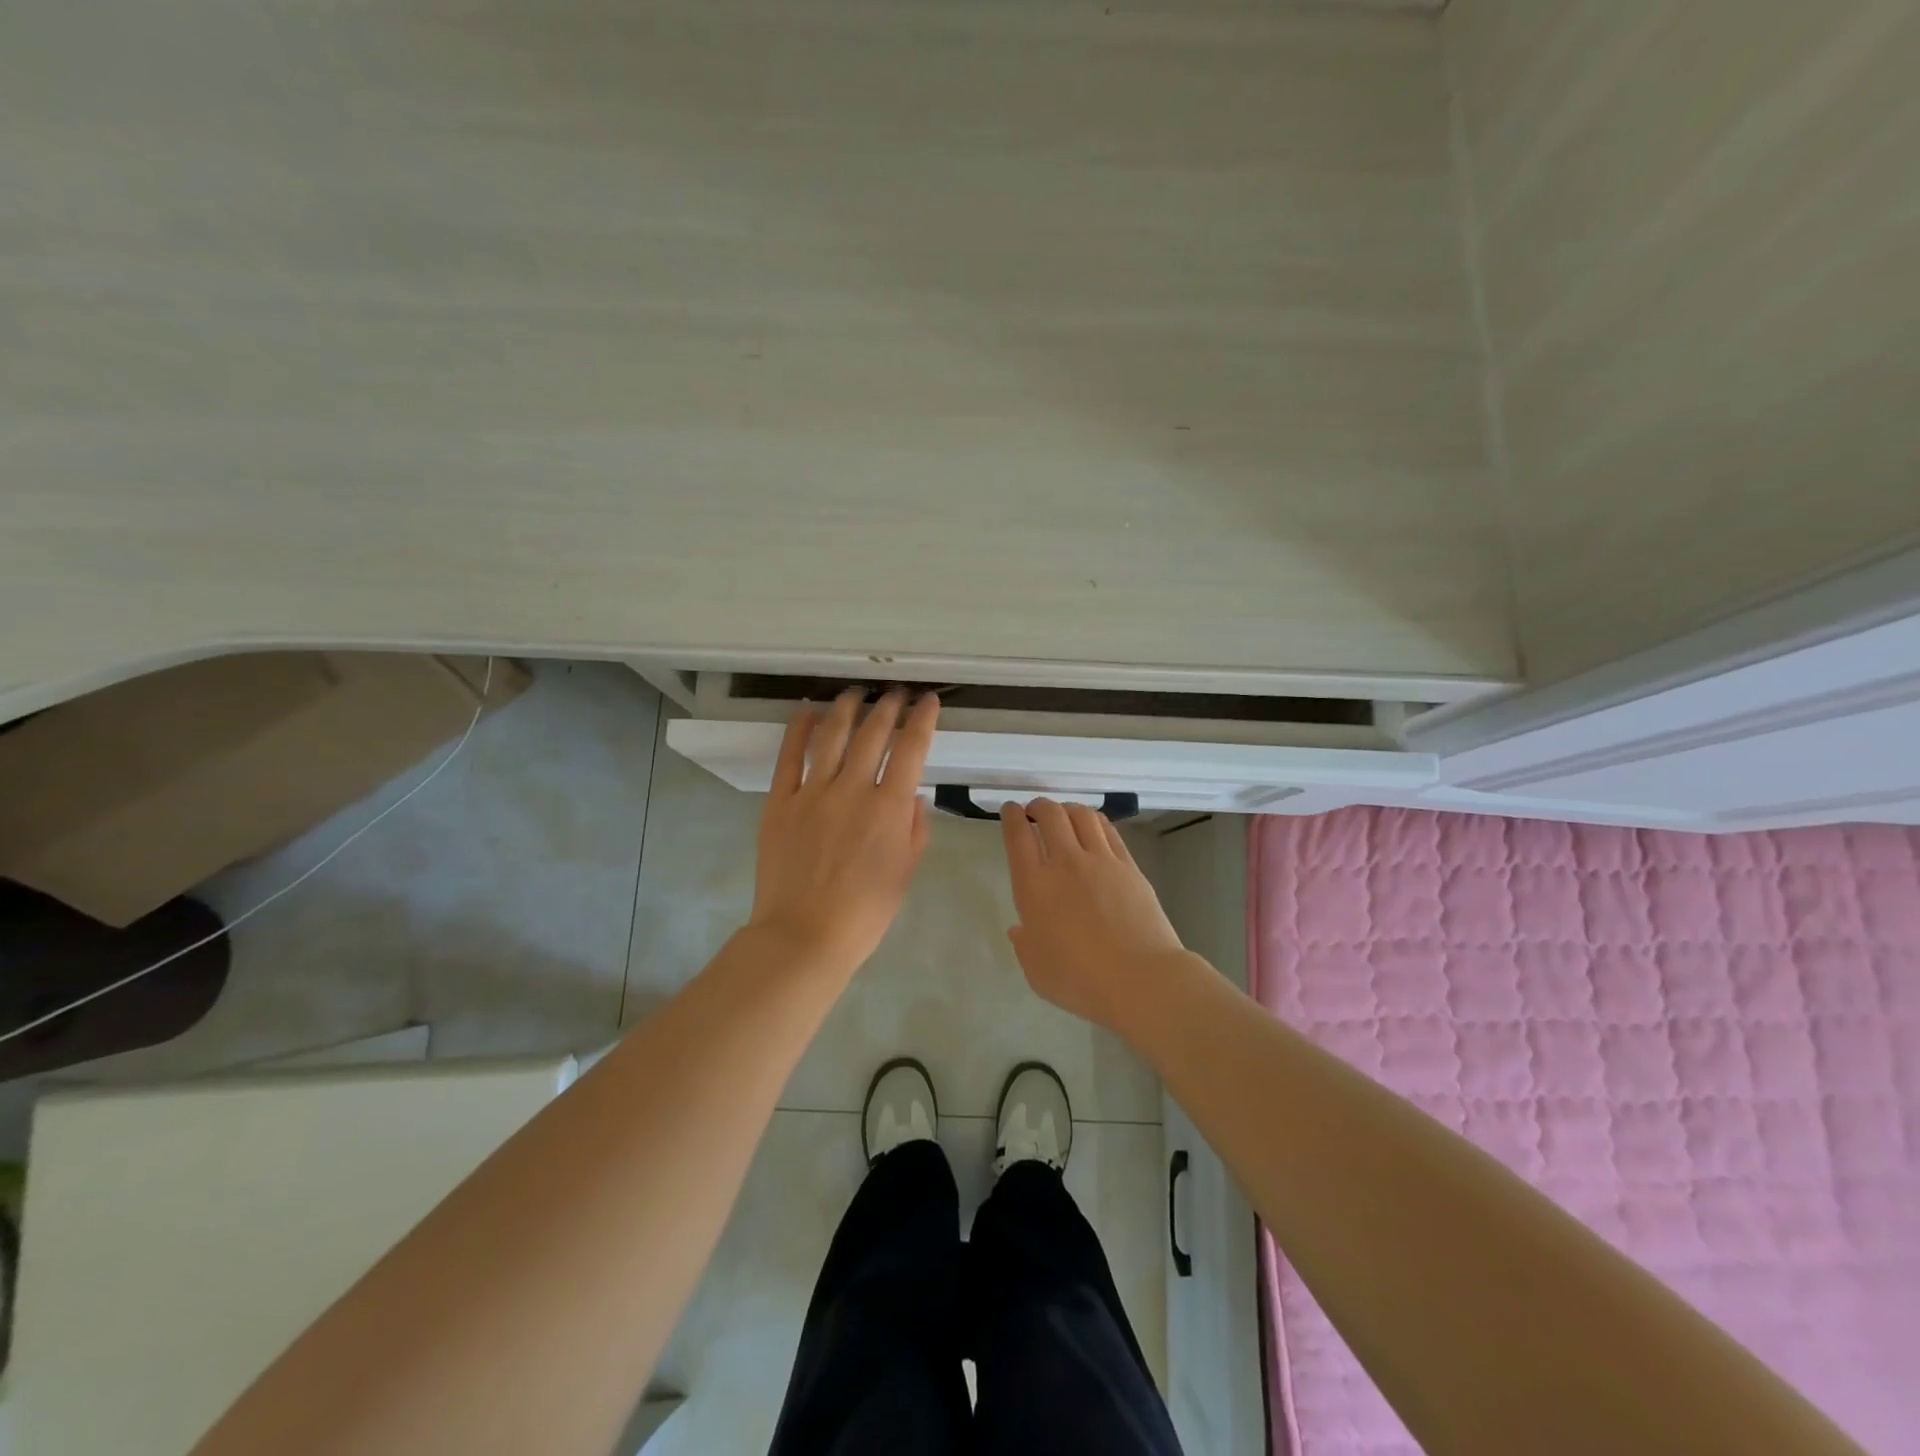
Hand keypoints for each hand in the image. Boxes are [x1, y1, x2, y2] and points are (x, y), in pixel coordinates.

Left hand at [749, 688, 939, 976]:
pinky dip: (798, 729)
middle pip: (873, 733)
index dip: (922, 719)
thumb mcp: (905, 872)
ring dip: (847, 708)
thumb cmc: (865, 913)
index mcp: (888, 808)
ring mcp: (812, 793)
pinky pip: (789, 757)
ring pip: (832, 736)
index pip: (911, 749)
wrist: (804, 936)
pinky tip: (807, 711)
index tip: (929, 700)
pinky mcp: (780, 802)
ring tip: (855, 692)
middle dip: (888, 706)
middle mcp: (852, 790)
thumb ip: (914, 829)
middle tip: (895, 693)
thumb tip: (914, 794)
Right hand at [999, 798, 1184, 1032]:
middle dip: (1039, 806)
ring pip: (1081, 815)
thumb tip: (1020, 929)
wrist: (1140, 979)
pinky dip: (1095, 821)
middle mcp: (1065, 863)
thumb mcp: (1037, 971)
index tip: (1010, 810)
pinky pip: (1108, 830)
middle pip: (1050, 815)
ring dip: (1067, 809)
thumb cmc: (1080, 981)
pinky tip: (1093, 826)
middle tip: (1035, 811)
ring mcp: (1100, 861)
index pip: (1018, 836)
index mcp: (1034, 886)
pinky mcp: (1129, 866)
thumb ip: (1024, 945)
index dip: (1012, 817)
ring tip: (1064, 815)